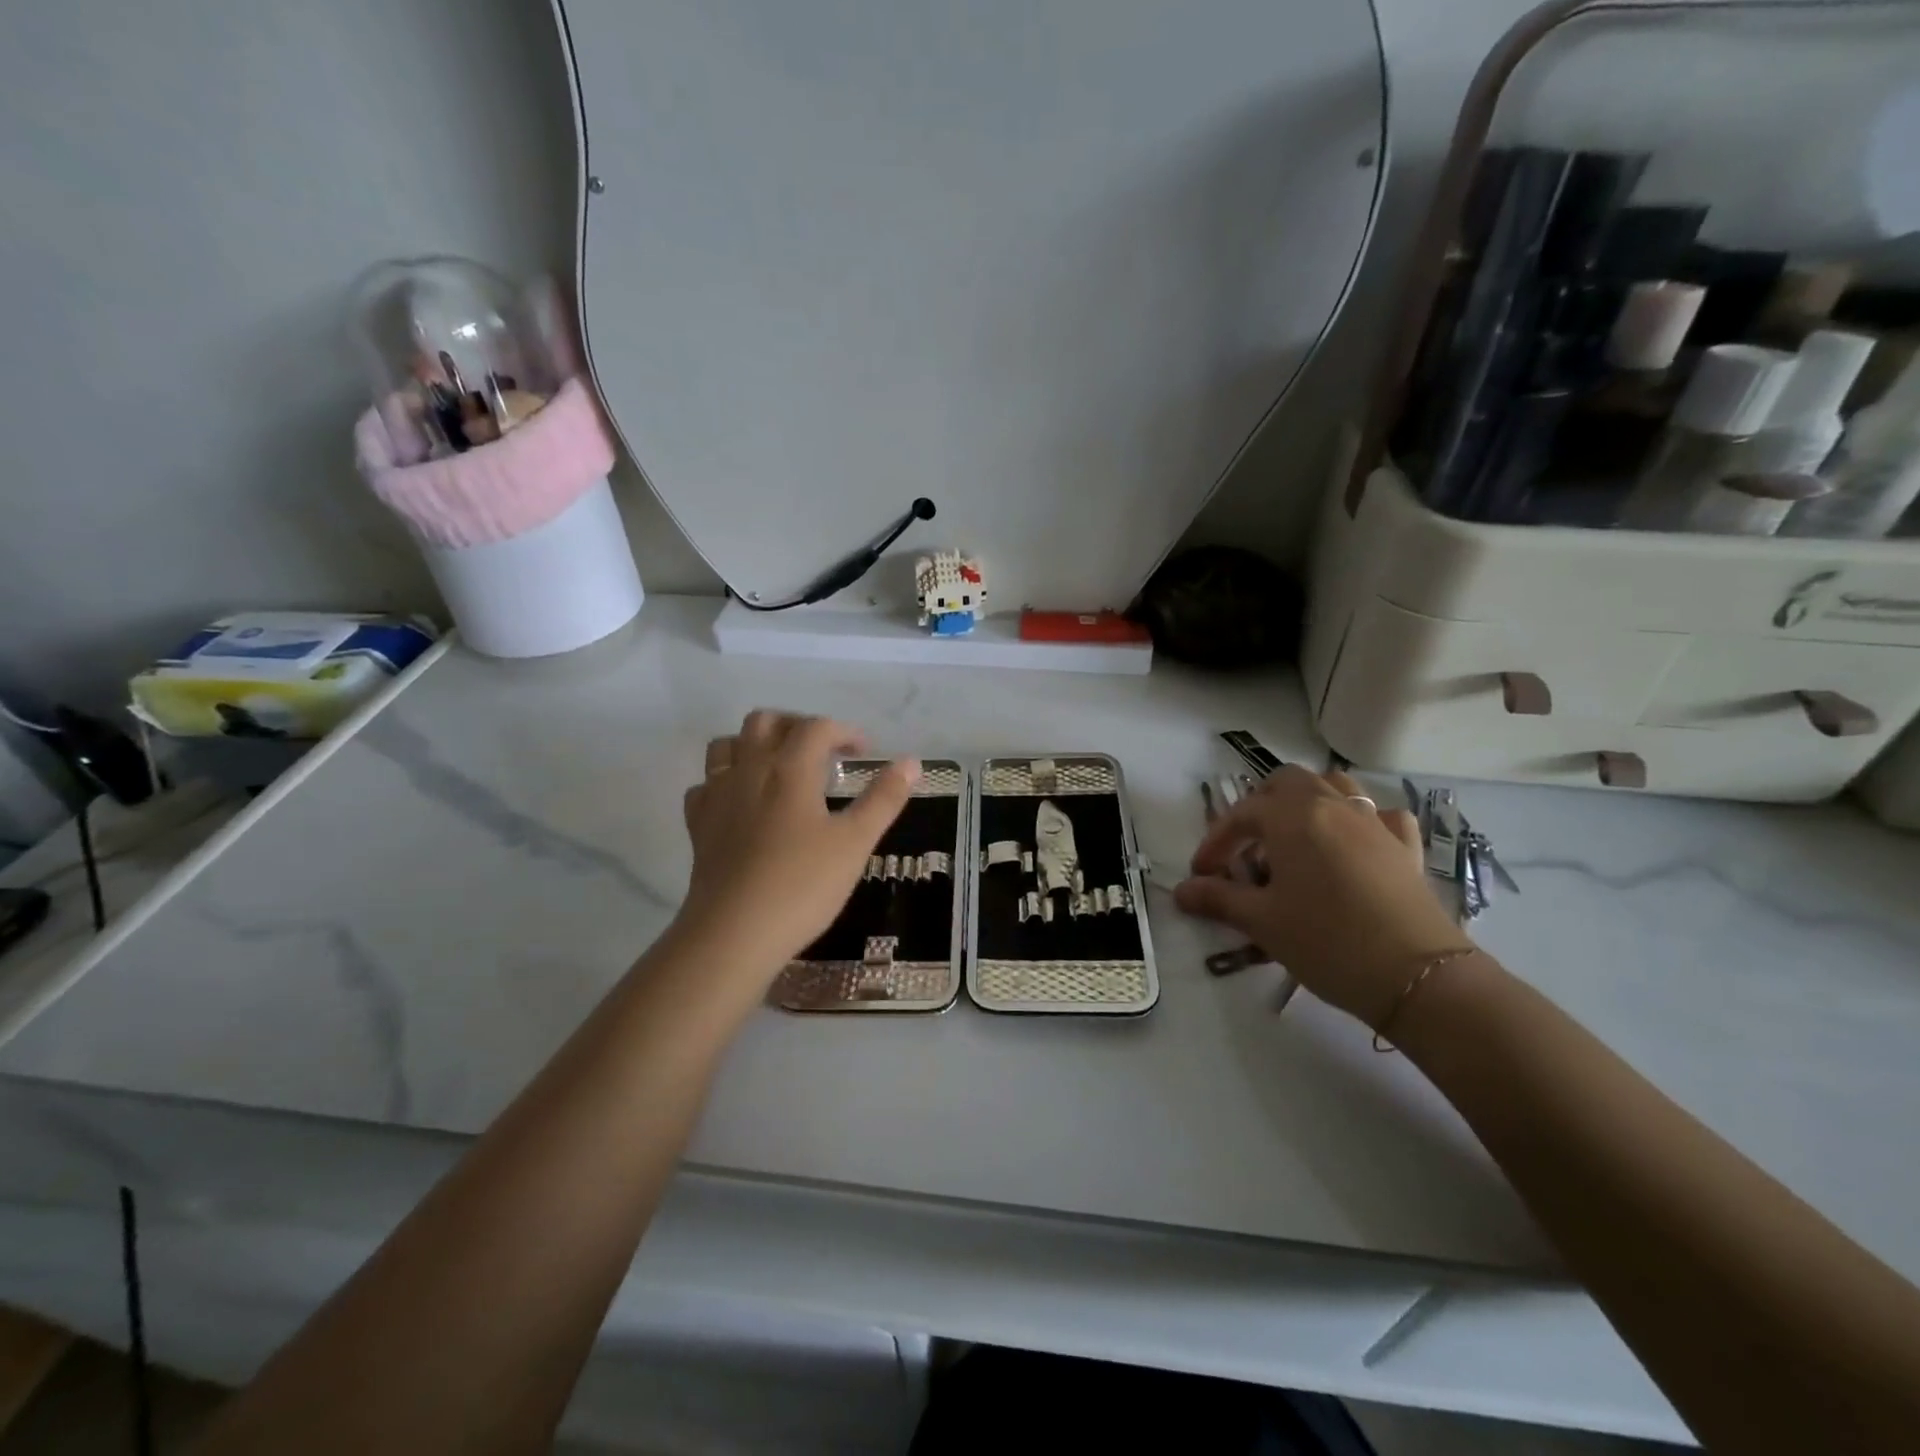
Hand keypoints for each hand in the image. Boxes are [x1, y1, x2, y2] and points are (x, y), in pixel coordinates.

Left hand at [673, 710, 918, 980]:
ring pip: (727, 745)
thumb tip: (911, 762)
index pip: (816, 727)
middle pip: (765, 721)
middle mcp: (749, 770)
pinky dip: (725, 781)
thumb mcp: (855, 843)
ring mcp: (717, 795)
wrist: (734, 932)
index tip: (864, 752)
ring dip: (755, 744)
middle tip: (821, 751)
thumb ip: (884, 799)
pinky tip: (742, 802)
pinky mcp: (698, 824)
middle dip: (796, 725)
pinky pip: (706, 784)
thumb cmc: (802, 885)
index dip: (844, 732)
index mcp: (790, 768)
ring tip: (779, 767)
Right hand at [1174, 766, 1470, 1026]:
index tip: (1202, 874)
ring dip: (1308, 802)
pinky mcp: (1405, 848)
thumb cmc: (1327, 941)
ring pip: (1336, 787)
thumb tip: (1182, 891)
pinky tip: (1353, 844)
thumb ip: (1219, 899)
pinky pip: (1380, 815)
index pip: (1242, 814)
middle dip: (1260, 806)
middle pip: (1289, 782)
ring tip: (1294, 837)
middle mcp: (1333, 807)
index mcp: (1293, 817)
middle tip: (1247, 846)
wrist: (1417, 977)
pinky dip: (1360, 820)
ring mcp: (1374, 823)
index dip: (1215, 842)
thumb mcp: (1262, 922)